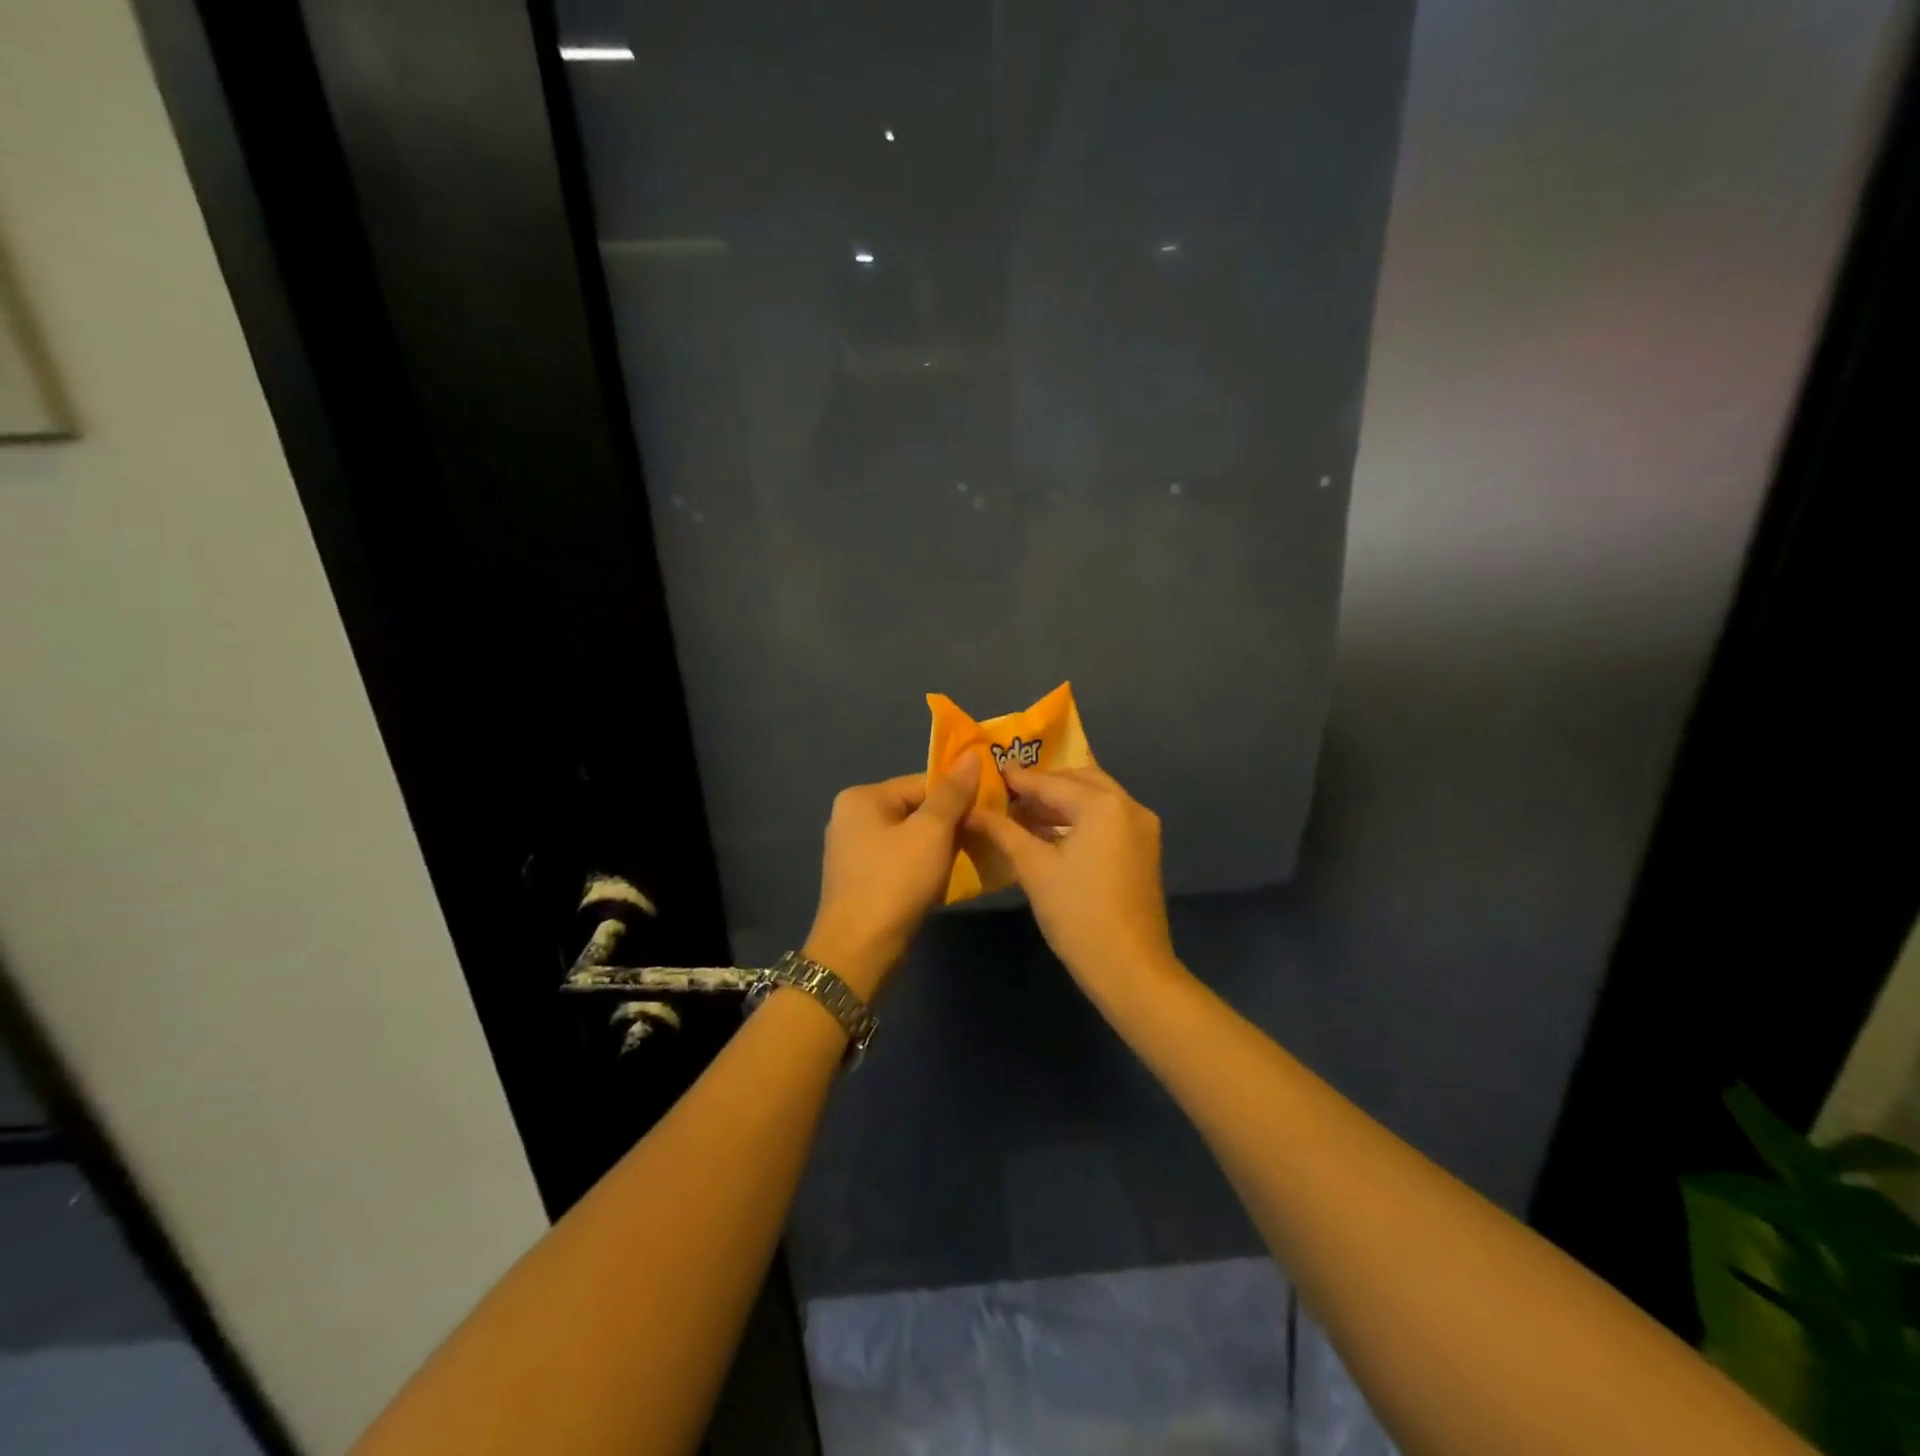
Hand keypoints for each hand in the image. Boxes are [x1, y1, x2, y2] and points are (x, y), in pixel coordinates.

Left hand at [805, 755, 980, 999]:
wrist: (859, 951)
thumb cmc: (895, 881)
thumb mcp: (931, 832)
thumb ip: (952, 793)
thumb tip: (972, 756)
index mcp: (862, 798)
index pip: (921, 783)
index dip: (957, 795)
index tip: (989, 809)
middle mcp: (851, 818)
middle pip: (915, 809)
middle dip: (950, 823)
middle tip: (985, 835)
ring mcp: (853, 851)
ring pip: (910, 838)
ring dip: (940, 847)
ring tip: (971, 857)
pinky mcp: (861, 880)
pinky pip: (901, 861)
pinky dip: (924, 866)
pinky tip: (946, 880)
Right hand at [966, 765, 1180, 999]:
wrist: (1130, 969)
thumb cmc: (1077, 913)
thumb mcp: (1034, 868)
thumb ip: (1003, 831)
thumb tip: (972, 810)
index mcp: (1103, 804)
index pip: (1051, 783)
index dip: (1017, 779)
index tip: (988, 771)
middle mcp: (1129, 806)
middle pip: (1079, 781)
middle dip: (1043, 785)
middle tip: (1008, 793)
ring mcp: (1142, 829)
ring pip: (1096, 800)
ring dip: (1062, 802)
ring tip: (1022, 812)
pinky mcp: (1144, 850)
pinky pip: (1107, 820)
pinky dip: (1080, 819)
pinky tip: (1050, 833)